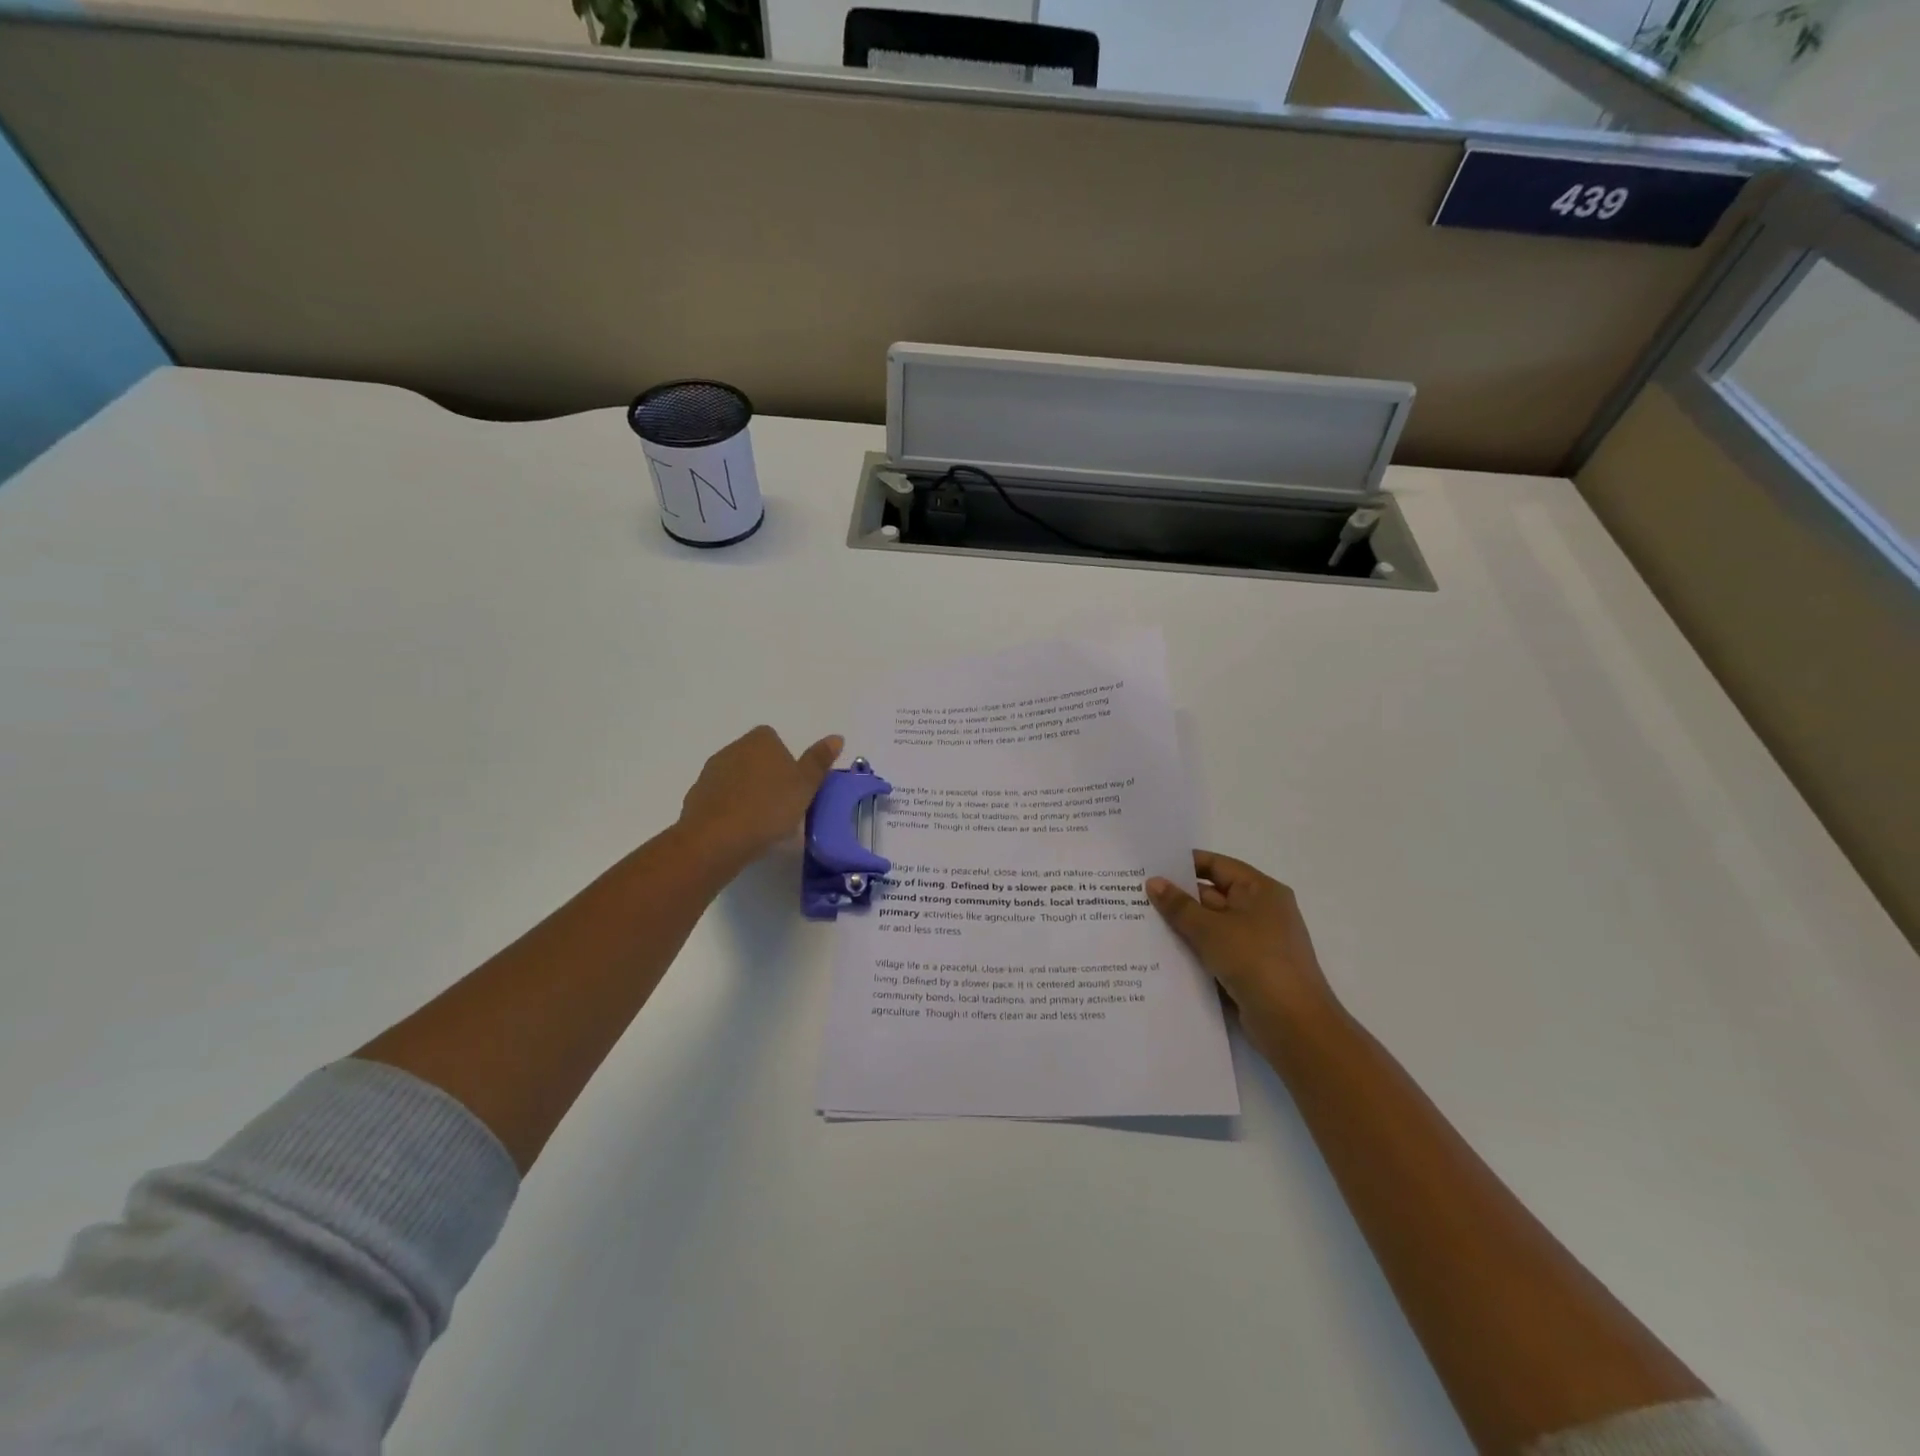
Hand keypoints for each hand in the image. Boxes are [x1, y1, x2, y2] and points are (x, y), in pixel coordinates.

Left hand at [677, 726, 842, 872]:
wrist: (716, 839)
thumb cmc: (769, 808)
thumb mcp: (805, 786)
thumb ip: (819, 761)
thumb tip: (837, 736)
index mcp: (760, 741)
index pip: (774, 739)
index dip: (786, 761)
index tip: (794, 786)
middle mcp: (733, 749)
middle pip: (755, 759)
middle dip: (767, 777)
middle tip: (783, 806)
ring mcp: (711, 772)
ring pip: (737, 779)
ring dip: (749, 794)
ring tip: (763, 823)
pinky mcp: (696, 797)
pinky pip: (721, 799)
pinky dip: (731, 810)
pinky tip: (741, 831)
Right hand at [1147, 851, 1340, 1049]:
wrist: (1293, 1024)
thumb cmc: (1255, 961)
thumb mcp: (1211, 929)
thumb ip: (1179, 905)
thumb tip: (1153, 882)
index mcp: (1260, 890)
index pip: (1217, 865)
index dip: (1184, 864)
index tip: (1150, 867)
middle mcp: (1261, 911)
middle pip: (1212, 895)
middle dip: (1177, 897)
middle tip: (1135, 895)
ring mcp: (1256, 942)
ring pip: (1211, 926)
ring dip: (1182, 926)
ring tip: (1140, 922)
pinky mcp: (1249, 969)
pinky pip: (1215, 950)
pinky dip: (1193, 950)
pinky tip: (1161, 953)